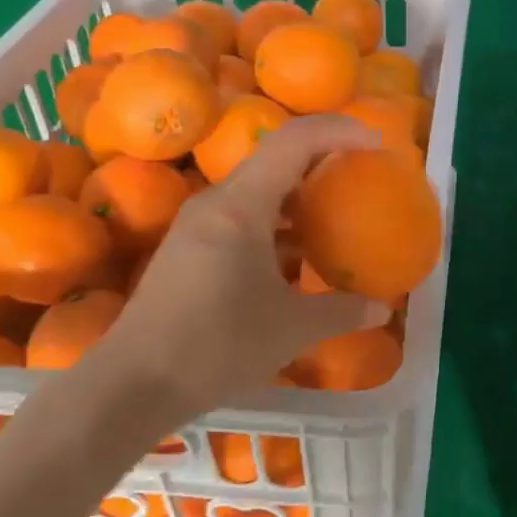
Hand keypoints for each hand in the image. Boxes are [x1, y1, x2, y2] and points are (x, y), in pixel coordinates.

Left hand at [71, 116, 383, 444]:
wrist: (132, 385)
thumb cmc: (216, 347)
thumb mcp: (291, 330)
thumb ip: (342, 312)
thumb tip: (384, 309)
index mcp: (241, 206)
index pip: (294, 141)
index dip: (338, 131)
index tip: (377, 143)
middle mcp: (217, 202)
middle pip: (276, 157)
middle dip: (323, 157)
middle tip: (363, 171)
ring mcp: (199, 224)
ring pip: (259, 188)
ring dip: (300, 192)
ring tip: (338, 209)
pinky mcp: (190, 247)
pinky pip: (244, 215)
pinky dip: (278, 221)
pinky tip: (299, 253)